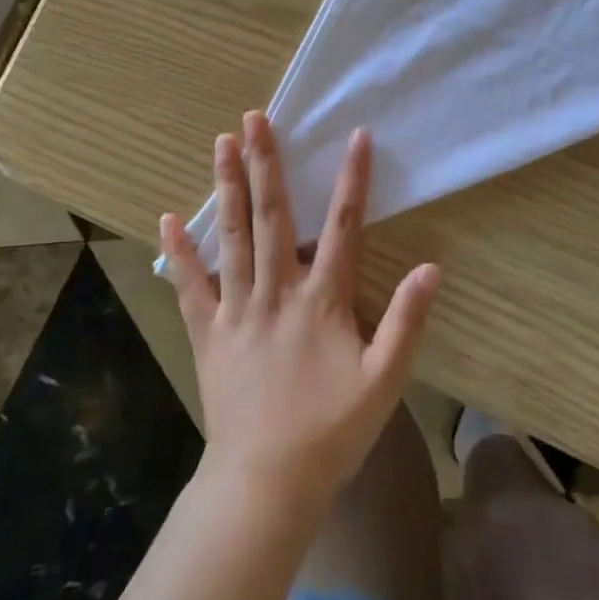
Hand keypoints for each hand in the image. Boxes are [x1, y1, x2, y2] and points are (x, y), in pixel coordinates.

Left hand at [162, 113, 440, 510]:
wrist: (266, 481)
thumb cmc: (330, 430)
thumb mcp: (384, 381)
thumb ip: (407, 322)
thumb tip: (430, 267)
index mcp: (321, 299)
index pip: (342, 226)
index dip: (352, 180)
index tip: (356, 136)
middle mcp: (276, 290)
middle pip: (272, 215)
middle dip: (265, 163)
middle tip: (255, 118)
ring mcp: (236, 308)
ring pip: (231, 236)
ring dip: (226, 187)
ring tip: (221, 143)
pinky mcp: (207, 332)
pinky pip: (190, 285)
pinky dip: (178, 252)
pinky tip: (167, 219)